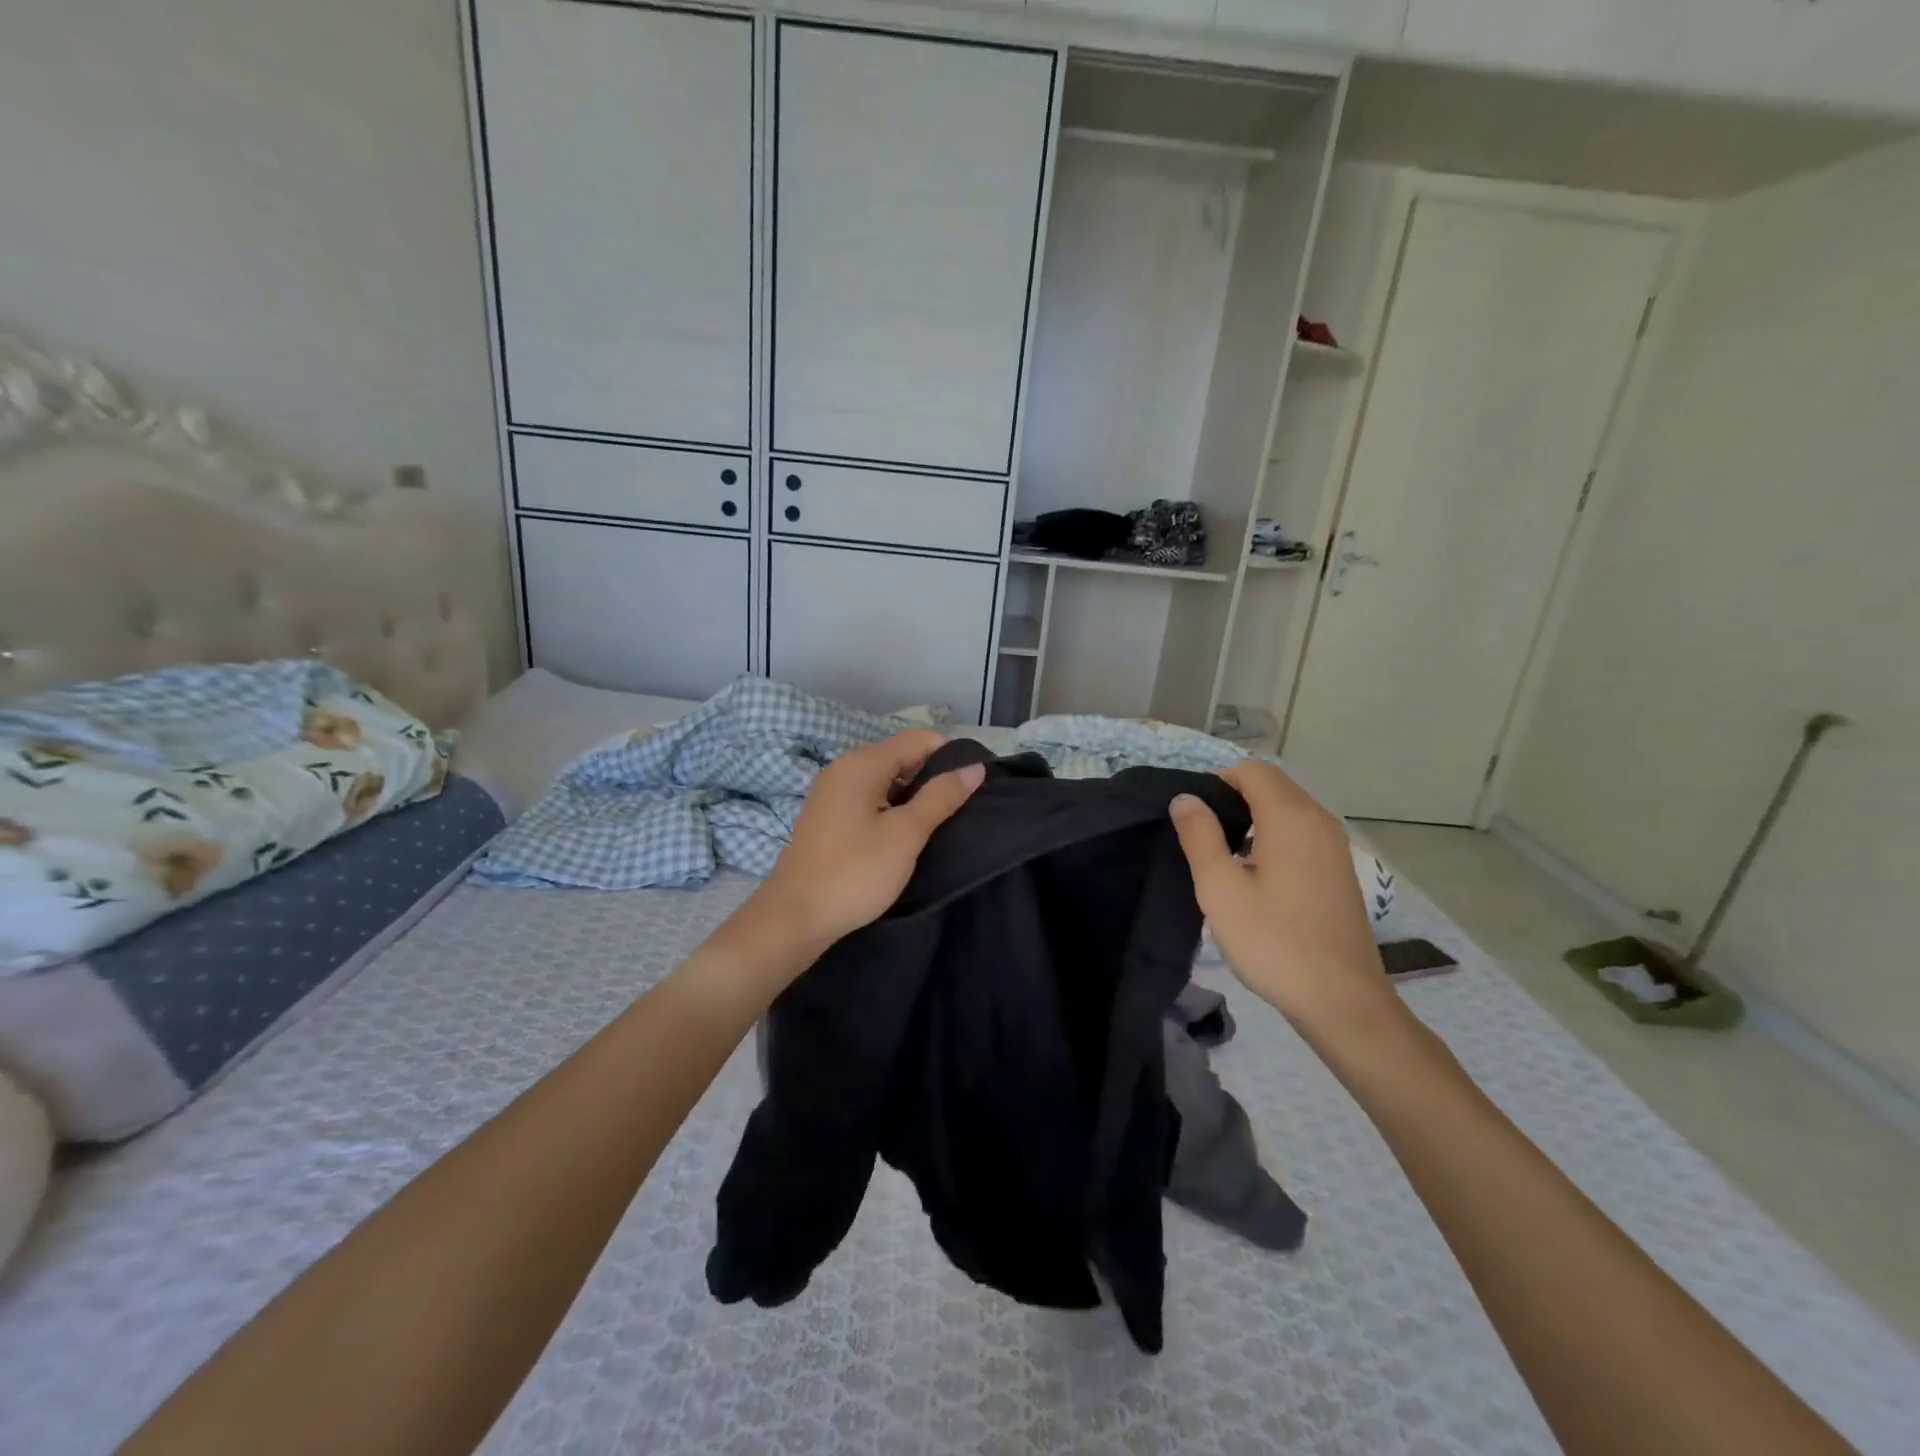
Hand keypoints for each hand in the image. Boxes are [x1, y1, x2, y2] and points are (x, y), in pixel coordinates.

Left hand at [753, 730, 984, 953]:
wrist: (795, 917)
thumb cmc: (855, 872)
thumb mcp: (906, 834)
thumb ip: (941, 797)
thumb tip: (974, 768)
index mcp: (862, 763)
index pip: (918, 739)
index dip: (949, 756)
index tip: (972, 786)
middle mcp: (844, 767)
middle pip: (901, 756)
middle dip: (932, 776)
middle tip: (959, 810)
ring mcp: (833, 791)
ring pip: (886, 778)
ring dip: (913, 795)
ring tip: (937, 824)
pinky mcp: (829, 814)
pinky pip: (870, 797)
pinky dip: (891, 807)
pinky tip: (905, 835)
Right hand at [1170, 760, 1398, 1039]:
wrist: (1342, 1001)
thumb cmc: (1274, 942)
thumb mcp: (1220, 890)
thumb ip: (1199, 836)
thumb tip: (1185, 798)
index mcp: (1290, 817)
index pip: (1251, 770)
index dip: (1217, 782)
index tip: (1194, 819)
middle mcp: (1319, 820)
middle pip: (1272, 785)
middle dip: (1234, 799)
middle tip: (1203, 839)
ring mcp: (1335, 846)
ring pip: (1288, 809)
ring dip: (1254, 819)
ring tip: (1225, 859)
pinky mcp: (1339, 869)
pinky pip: (1301, 832)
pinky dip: (1274, 837)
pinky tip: (1258, 877)